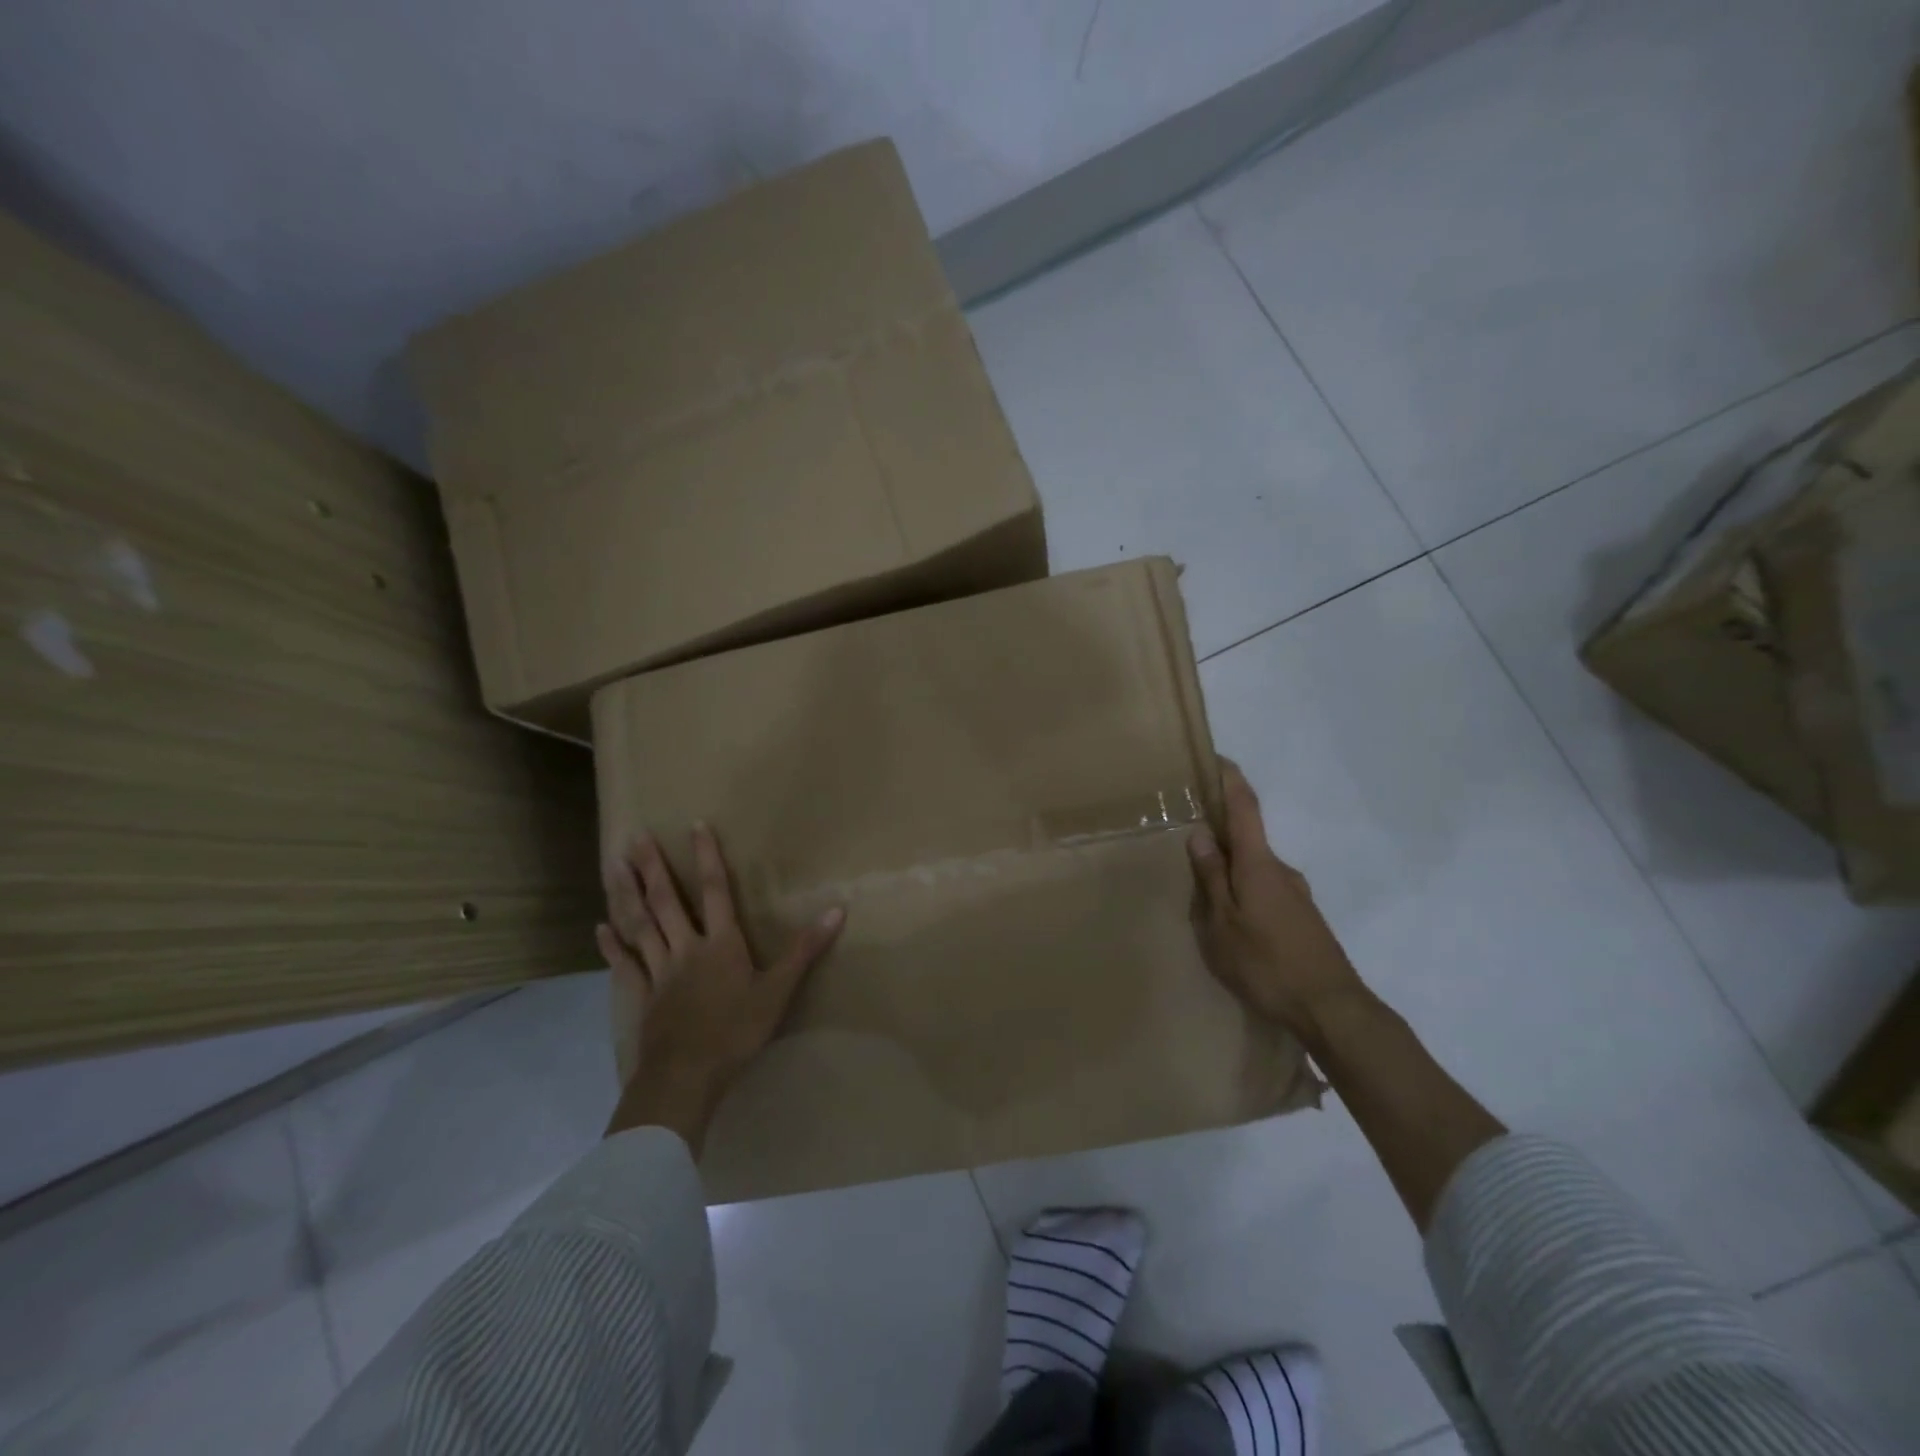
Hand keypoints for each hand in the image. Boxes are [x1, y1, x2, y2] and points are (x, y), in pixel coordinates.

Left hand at [599, 824, 844, 1147]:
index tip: (695, 826)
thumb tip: (837, 910)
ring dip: (626, 895)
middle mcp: (687, 948)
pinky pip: (625, 965)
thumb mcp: (779, 991)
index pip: (715, 890)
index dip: (707, 857)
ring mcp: (659, 971)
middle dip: (653, 867)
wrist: (687, 1075)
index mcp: (721, 943)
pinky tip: (600, 928)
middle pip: (667, 901)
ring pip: (640, 925)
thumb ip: (805, 949)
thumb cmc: (737, 1031)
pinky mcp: (643, 996)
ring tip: (611, 866)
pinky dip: (613, 945)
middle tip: (635, 836)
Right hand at [1187, 758, 1368, 1038]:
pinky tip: (1233, 927)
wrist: (1331, 1009)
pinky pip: (1265, 893)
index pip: (1244, 807)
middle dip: (1218, 838)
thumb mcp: (1223, 923)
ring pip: (1254, 871)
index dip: (1230, 780)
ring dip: (1230, 874)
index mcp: (1258, 864)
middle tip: (1187, 852)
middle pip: (1246, 841)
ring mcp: (1296, 895)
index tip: (1217, 757)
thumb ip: (1211, 877)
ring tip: (1204, 902)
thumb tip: (1200, 833)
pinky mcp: (1303, 920)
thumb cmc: (1266, 963)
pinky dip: (1244, 895)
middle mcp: (1281, 870)